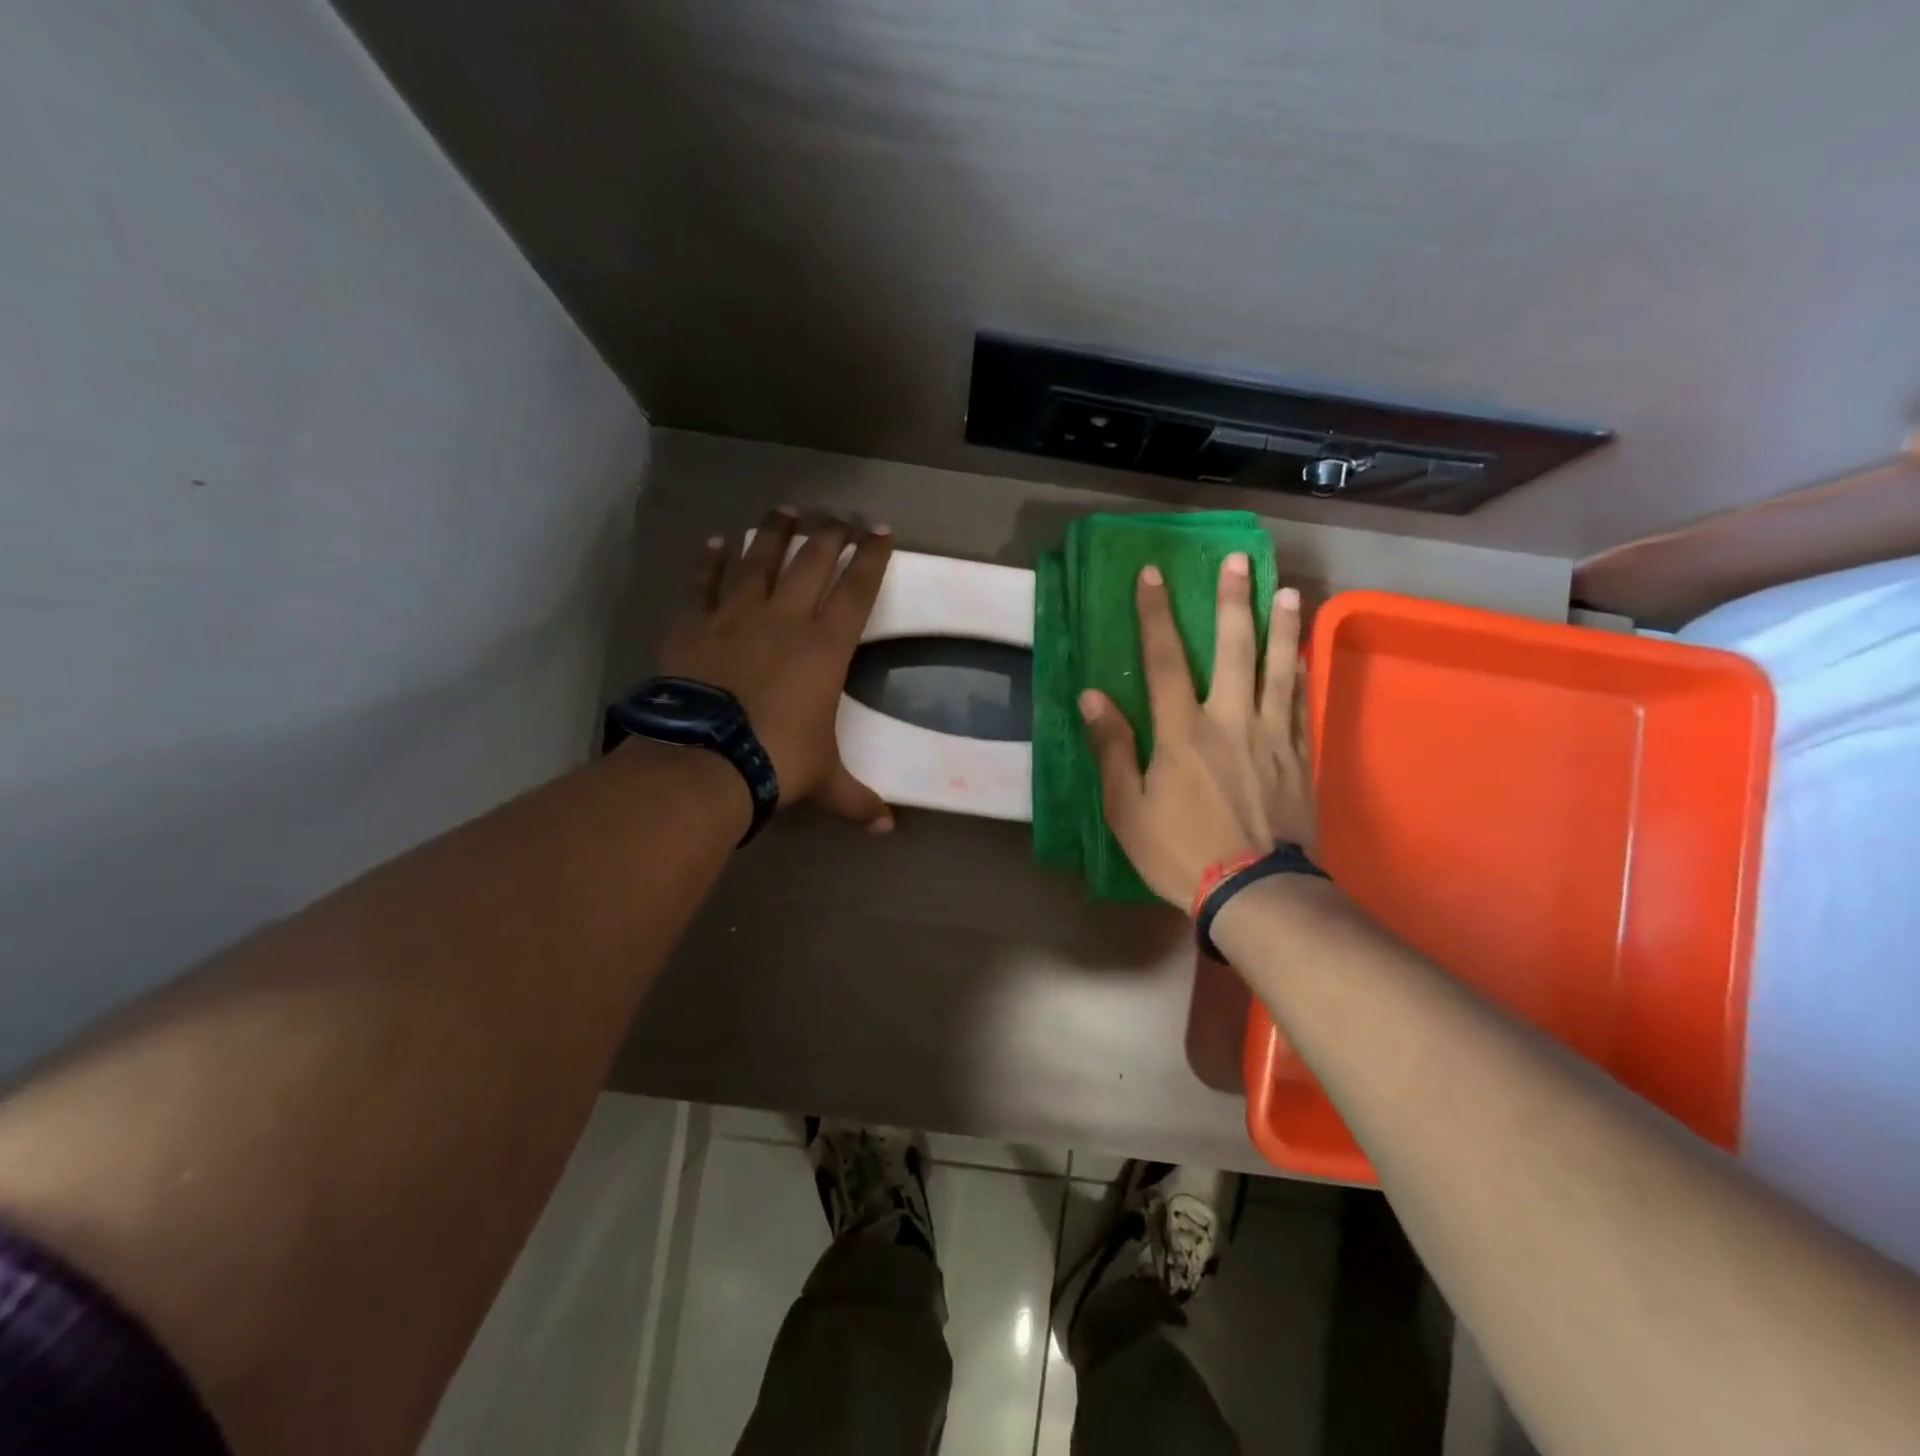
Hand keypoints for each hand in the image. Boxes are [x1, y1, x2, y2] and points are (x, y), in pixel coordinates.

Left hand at [660, 508, 895, 831]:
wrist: (704, 760)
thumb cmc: (777, 762)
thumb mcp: (825, 781)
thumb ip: (858, 800)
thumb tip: (887, 829)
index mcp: (825, 647)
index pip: (857, 589)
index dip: (872, 557)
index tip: (882, 530)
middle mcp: (784, 619)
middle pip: (812, 560)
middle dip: (831, 533)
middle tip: (841, 514)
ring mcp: (735, 616)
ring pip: (759, 559)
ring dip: (775, 532)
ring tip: (786, 509)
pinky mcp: (694, 625)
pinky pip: (705, 583)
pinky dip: (711, 560)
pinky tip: (718, 541)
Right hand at [1081, 555, 1315, 905]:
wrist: (1255, 892)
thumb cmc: (1180, 852)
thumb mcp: (1127, 809)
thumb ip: (1113, 749)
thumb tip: (1092, 698)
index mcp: (1183, 732)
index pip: (1165, 660)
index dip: (1156, 615)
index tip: (1153, 574)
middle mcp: (1231, 721)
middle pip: (1235, 649)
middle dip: (1235, 601)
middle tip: (1241, 559)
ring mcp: (1272, 738)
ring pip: (1280, 670)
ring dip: (1282, 627)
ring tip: (1288, 591)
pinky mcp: (1298, 759)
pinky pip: (1301, 706)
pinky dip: (1301, 675)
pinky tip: (1303, 656)